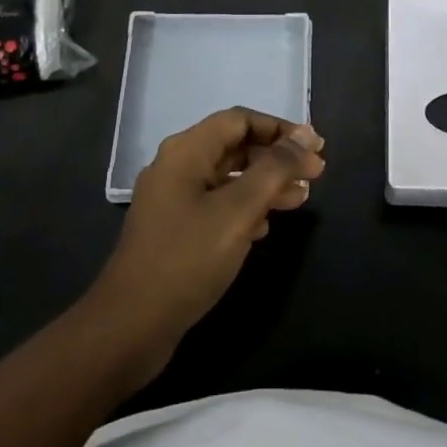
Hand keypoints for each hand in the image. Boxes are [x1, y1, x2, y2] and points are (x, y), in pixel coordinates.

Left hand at [84, 108, 324, 386]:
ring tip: (301, 199)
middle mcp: (177, 167)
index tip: (314, 149)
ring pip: (228, 178)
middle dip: (276, 158)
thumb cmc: (188, 259)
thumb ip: (275, 169)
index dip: (280, 129)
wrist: (131, 326)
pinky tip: (266, 226)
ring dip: (266, 184)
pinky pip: (217, 204)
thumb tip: (306, 135)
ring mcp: (173, 200)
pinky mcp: (175, 230)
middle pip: (235, 147)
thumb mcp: (239, 210)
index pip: (240, 120)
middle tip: (315, 175)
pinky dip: (245, 208)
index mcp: (186, 151)